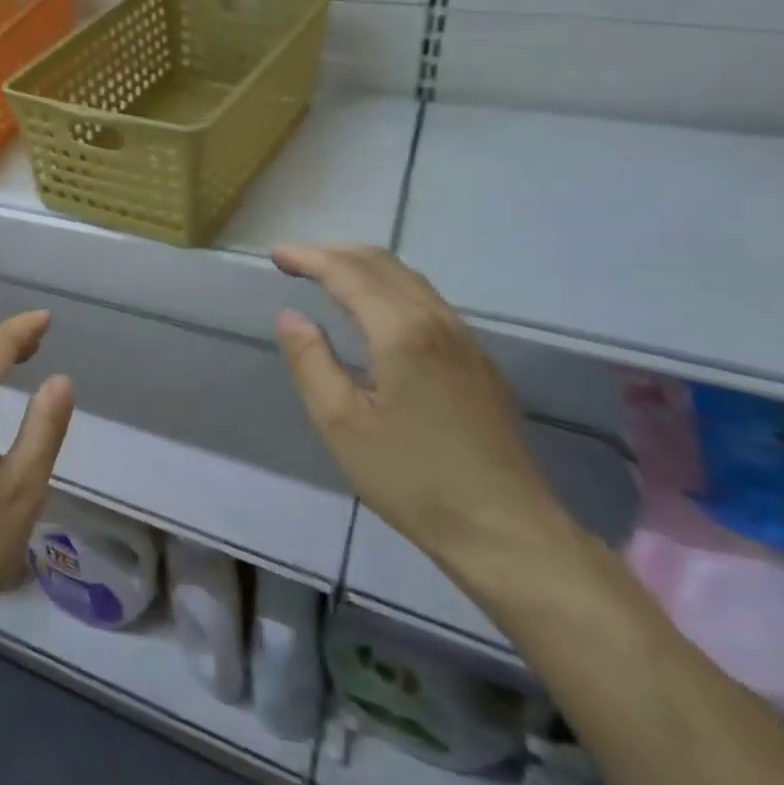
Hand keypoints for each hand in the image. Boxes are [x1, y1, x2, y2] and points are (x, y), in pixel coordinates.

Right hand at [272, 244, 569, 572]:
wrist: (508, 532)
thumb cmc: (413, 478)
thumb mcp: (341, 423)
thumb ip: (311, 361)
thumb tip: (290, 315)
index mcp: (401, 331)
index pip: (348, 273)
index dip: (309, 257)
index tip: (275, 253)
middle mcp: (437, 321)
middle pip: (383, 264)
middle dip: (335, 253)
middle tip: (295, 260)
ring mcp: (465, 340)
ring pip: (410, 279)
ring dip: (364, 267)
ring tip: (328, 275)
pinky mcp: (479, 362)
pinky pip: (427, 301)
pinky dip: (389, 287)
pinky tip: (376, 311)